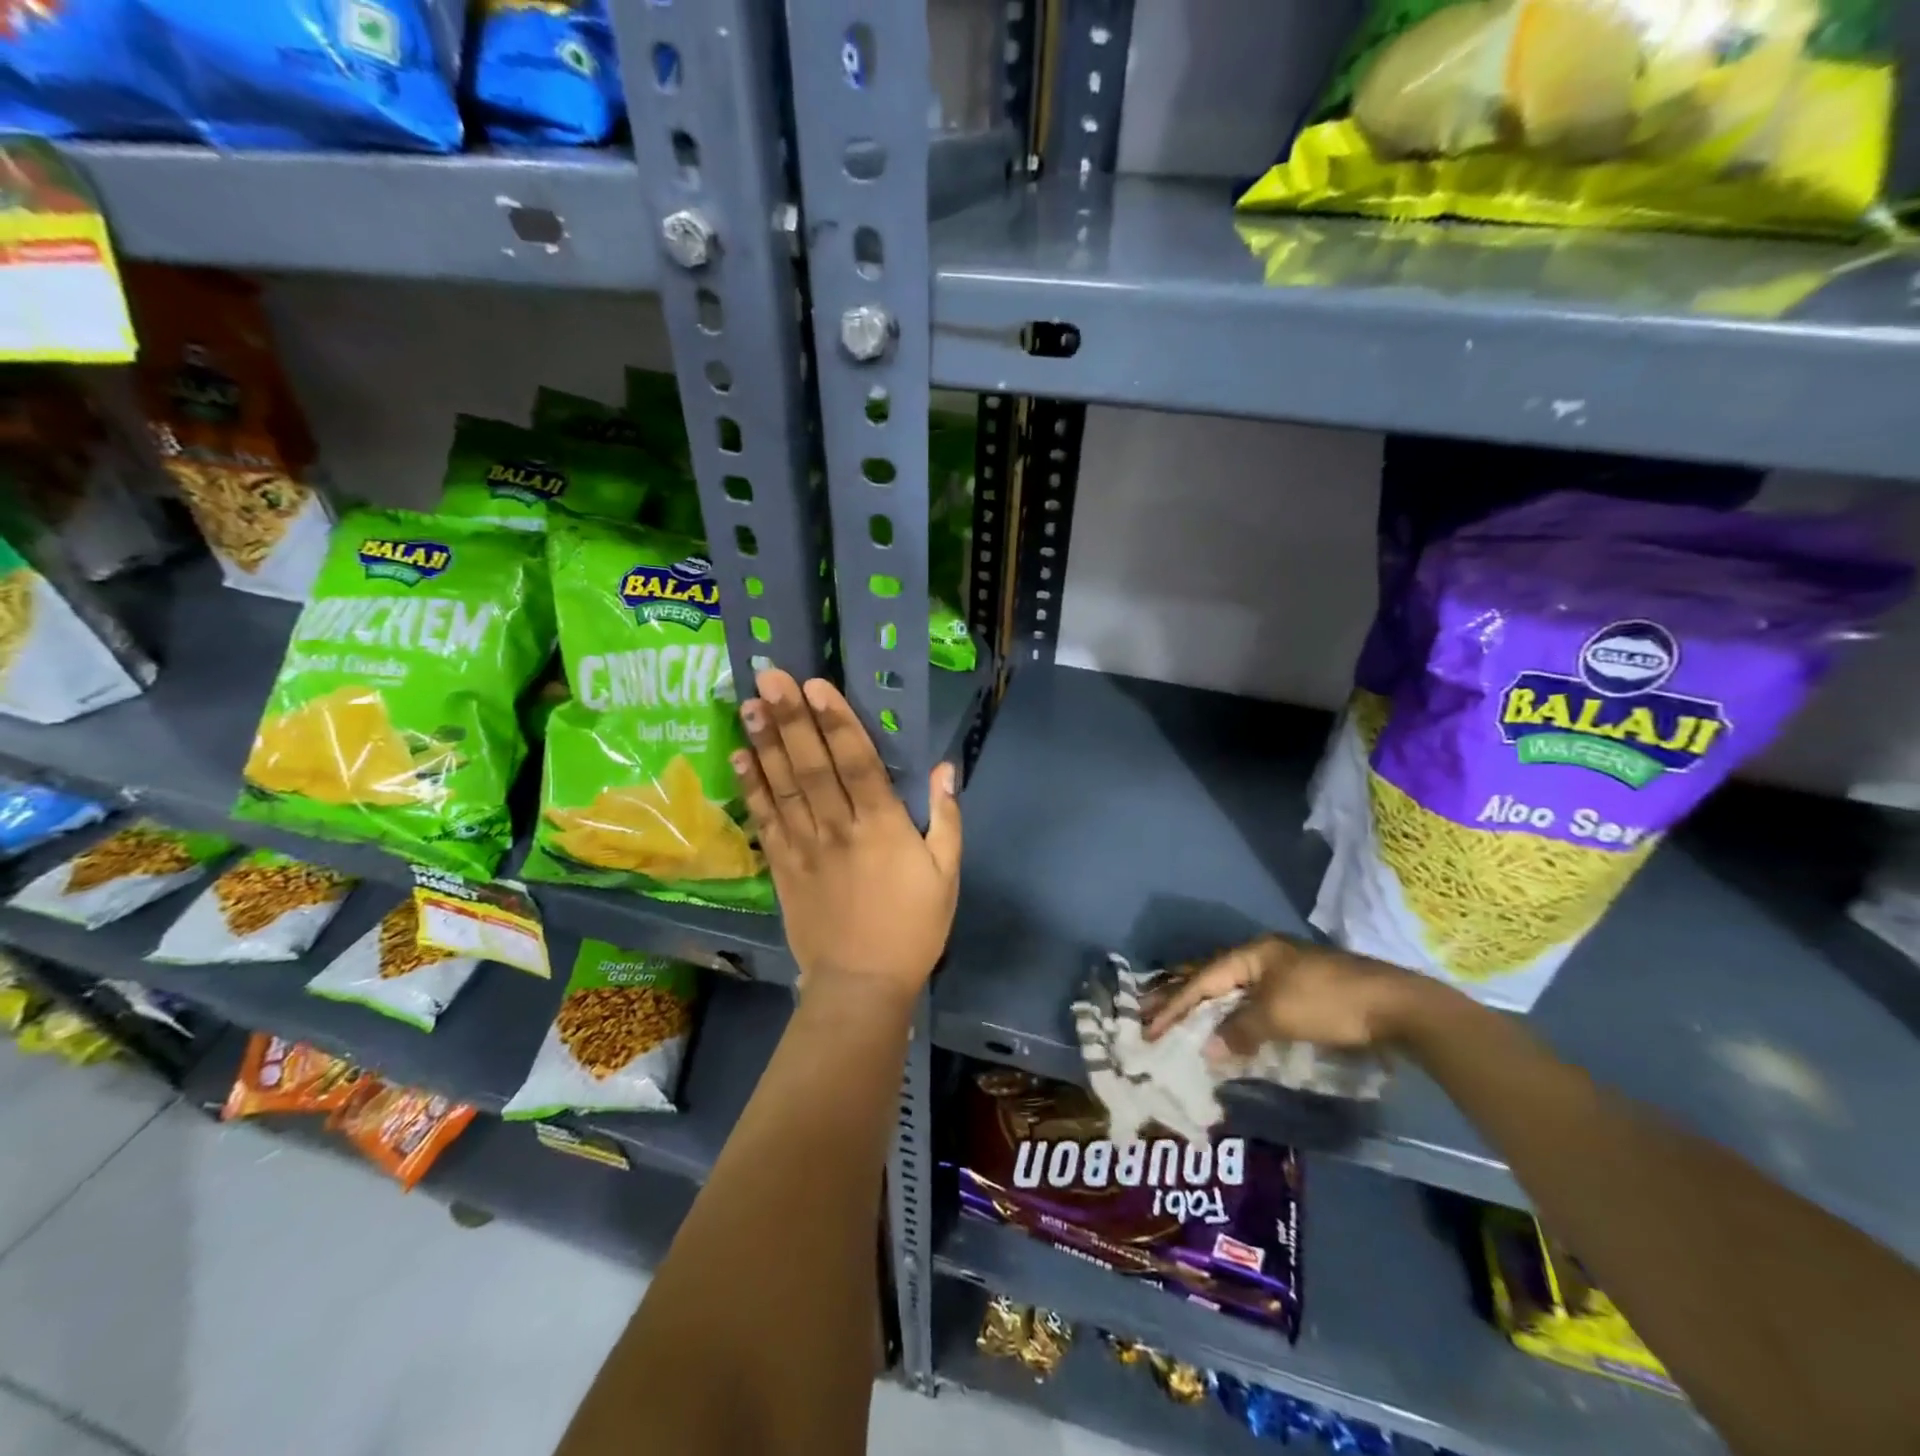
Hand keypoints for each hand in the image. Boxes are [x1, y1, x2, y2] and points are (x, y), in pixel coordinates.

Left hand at [735, 670, 961, 1004]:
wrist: (861, 984)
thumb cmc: (913, 927)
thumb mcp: (947, 874)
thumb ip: (945, 818)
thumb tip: (945, 768)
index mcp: (883, 827)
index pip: (857, 763)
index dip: (836, 721)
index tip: (816, 685)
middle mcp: (838, 828)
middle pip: (811, 765)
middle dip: (791, 718)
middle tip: (769, 676)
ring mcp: (804, 846)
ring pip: (782, 786)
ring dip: (765, 743)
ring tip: (748, 703)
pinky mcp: (781, 866)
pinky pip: (764, 820)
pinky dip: (751, 787)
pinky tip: (739, 757)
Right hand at [1142, 935, 1423, 1058]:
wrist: (1396, 1007)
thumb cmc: (1329, 1004)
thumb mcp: (1278, 1016)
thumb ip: (1238, 1030)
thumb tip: (1208, 1048)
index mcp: (1253, 953)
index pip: (1203, 979)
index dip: (1174, 1004)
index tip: (1150, 1027)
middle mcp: (1264, 956)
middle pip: (1213, 977)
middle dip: (1181, 996)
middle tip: (1147, 1012)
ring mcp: (1284, 972)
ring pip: (1233, 990)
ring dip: (1206, 1007)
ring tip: (1178, 1020)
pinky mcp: (1301, 991)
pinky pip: (1253, 1001)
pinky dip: (1233, 1015)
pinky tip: (1226, 1027)